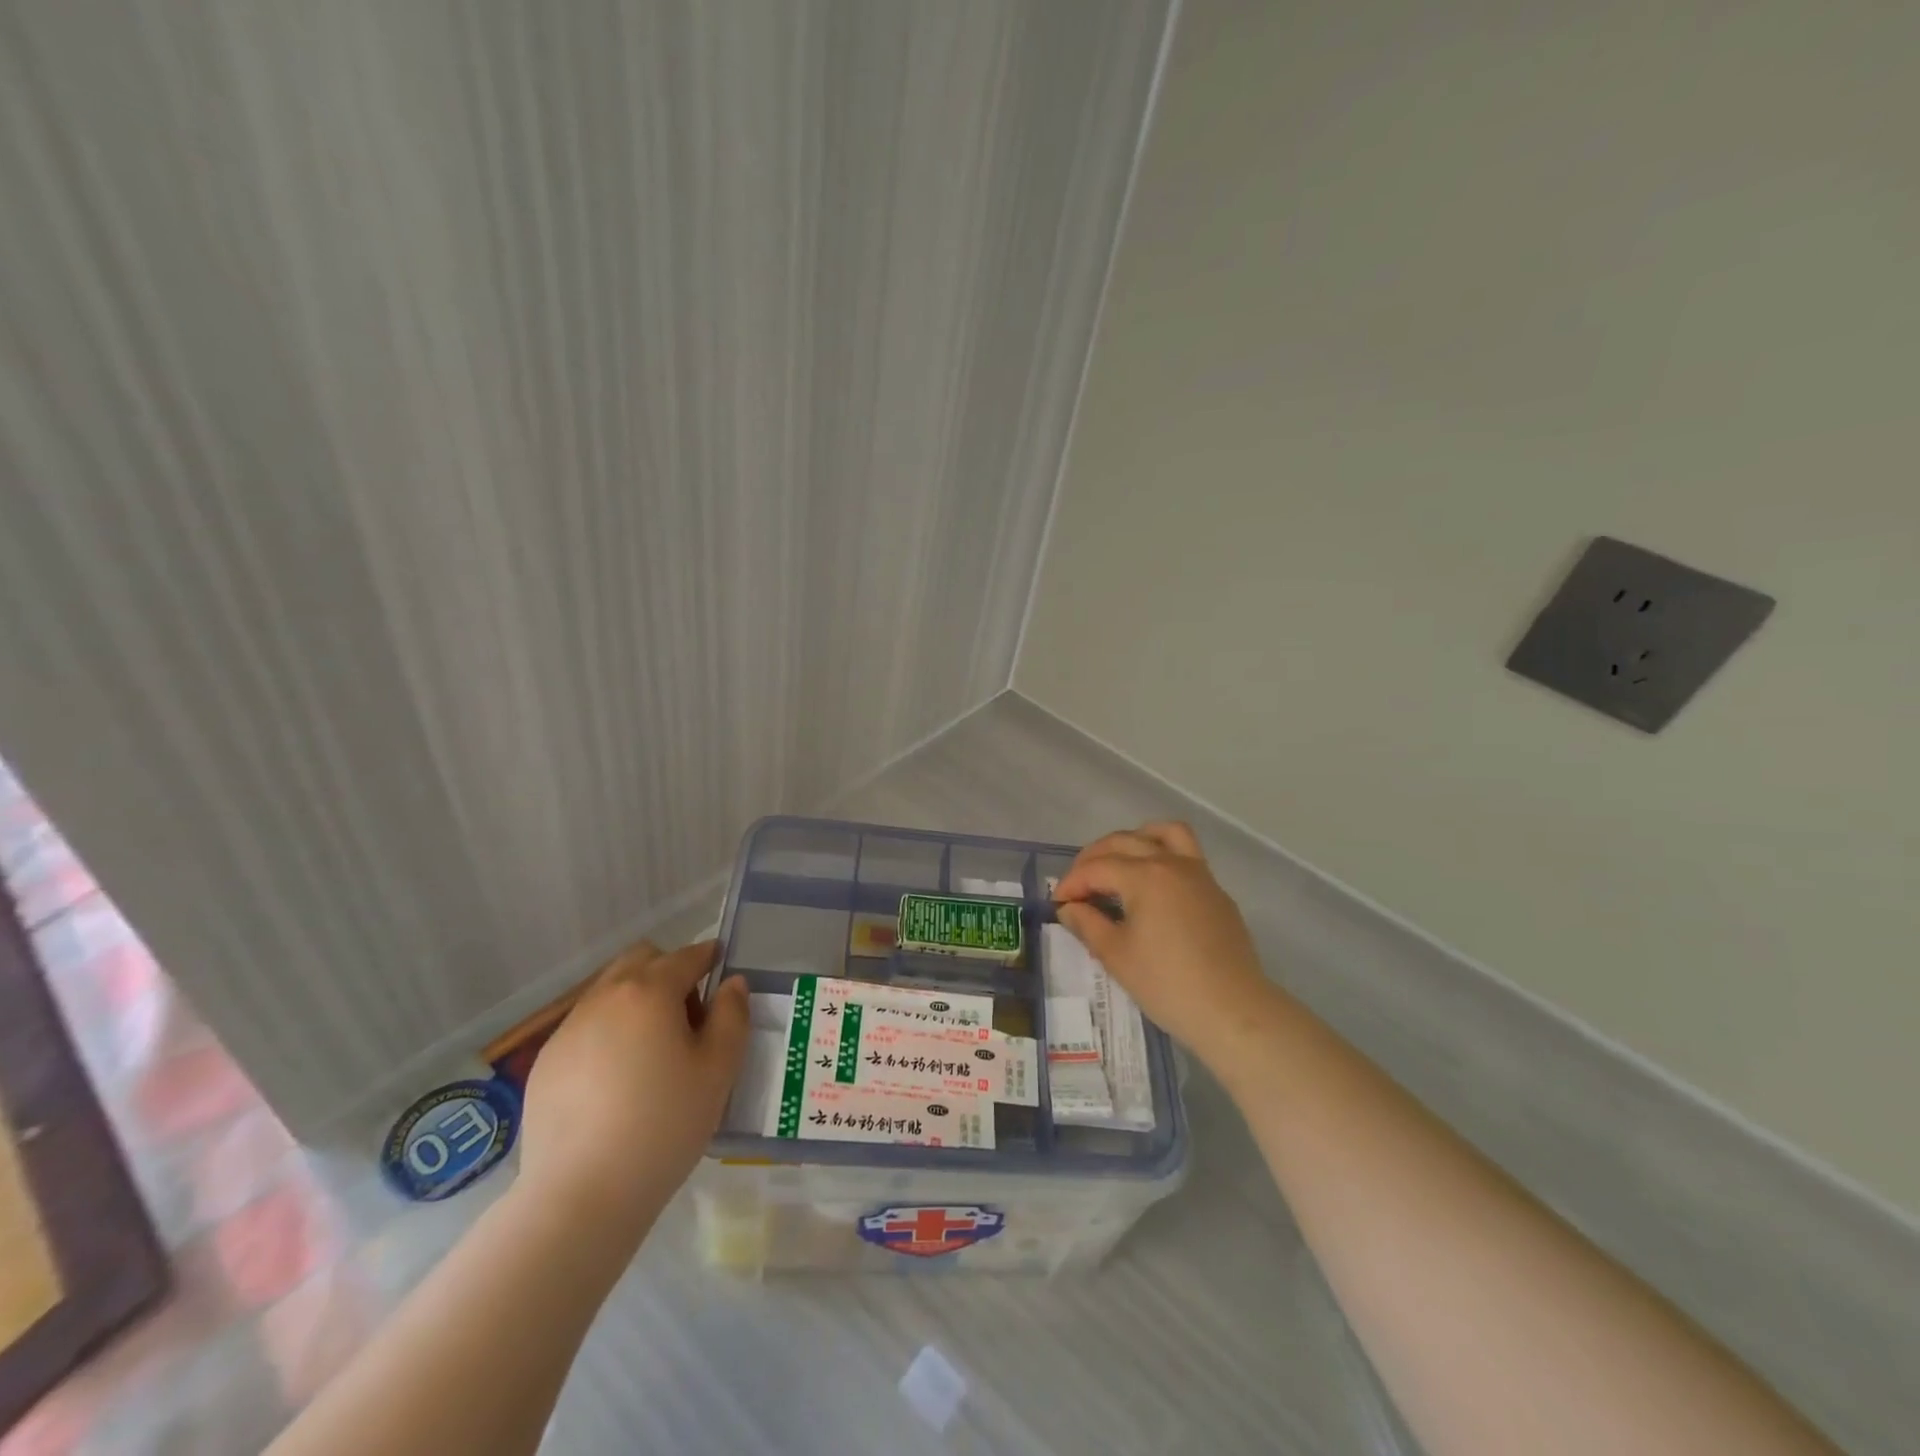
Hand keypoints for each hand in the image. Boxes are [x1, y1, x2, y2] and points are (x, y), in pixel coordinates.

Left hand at [519, 940, 748, 1241]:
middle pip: (641, 960)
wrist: (580, 1196)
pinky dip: (608, 1032)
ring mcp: (568, 1029)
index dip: (708, 957)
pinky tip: (616, 1079)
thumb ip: (732, 1015)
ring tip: (652, 1050)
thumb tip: (732, 984)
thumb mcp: (718, 1070)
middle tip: (688, 1015)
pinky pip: (586, 1026)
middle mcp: (604, 997)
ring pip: (609, 991)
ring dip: (636, 1000)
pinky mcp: (546, 1062)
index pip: (686, 956)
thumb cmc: (663, 1125)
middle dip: (668, 971)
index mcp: (649, 992)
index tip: (721, 969)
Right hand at [1054, 822, 1281, 1069]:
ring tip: (1118, 863)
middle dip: (1094, 858)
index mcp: (1145, 875)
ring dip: (1135, 839)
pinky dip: (1162, 857)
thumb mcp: (1116, 956)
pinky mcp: (1217, 892)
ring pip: (1165, 833)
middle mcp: (1172, 863)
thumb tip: (1069, 908)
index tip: (1057, 903)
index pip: (1097, 867)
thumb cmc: (1167, 984)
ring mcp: (1200, 874)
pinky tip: (1152, 888)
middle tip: (1078, 885)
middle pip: (1125, 841)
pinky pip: (1186, 855)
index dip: (1072, 883)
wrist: (1234, 1011)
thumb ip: (1088, 924)